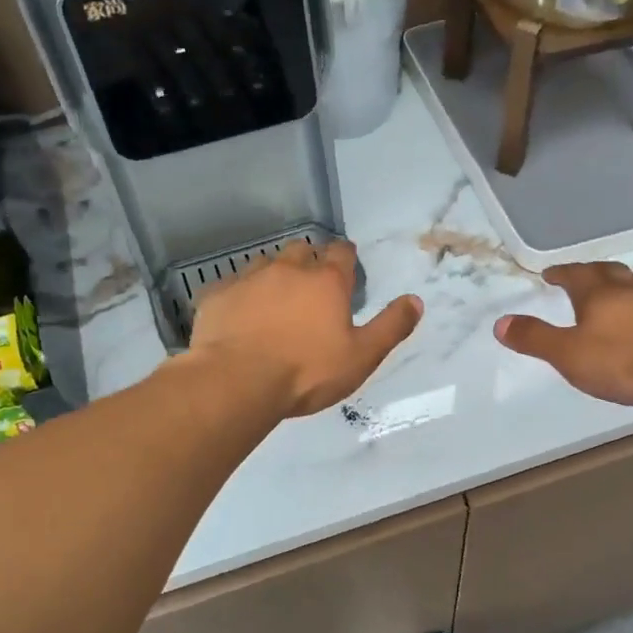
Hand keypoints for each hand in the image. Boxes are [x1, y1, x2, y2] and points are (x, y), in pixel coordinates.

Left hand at [187, 239, 422, 417]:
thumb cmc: (307, 371)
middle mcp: (287, 269)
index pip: (341, 253)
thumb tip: (415, 300)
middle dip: (308, 261)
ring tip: (275, 301)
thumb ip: (391, 327)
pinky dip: (240, 296)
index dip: (346, 257)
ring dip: (274, 276)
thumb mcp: (362, 356)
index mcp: (326, 281)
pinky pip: (231, 287)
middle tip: (311, 286)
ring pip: (265, 264)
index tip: (346, 264)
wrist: (237, 382)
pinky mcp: (216, 295)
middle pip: (301, 250)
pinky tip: (239, 316)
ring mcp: (248, 278)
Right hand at [495, 262, 632, 407]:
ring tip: (607, 299)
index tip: (550, 273)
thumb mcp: (568, 353)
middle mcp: (628, 291)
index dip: (560, 272)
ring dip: (616, 289)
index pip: (575, 274)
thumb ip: (535, 338)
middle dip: (589, 273)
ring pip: (632, 288)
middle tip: (578, 277)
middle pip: (607, 272)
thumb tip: (499, 322)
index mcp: (598, 292)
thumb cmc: (622, 359)